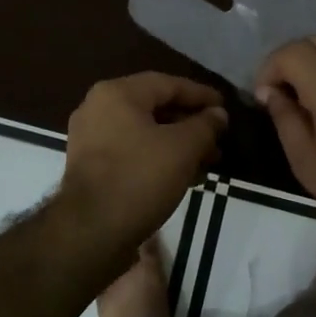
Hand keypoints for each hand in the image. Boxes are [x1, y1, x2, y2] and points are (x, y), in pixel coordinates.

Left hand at [60, 73, 228, 245]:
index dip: (201, 95)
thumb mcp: (183, 148)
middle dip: (190, 124)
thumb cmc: (139, 178)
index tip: (226, 107)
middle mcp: (98, 108)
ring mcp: (90, 138)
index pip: (168, 84)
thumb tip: (218, 114)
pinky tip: (183, 176)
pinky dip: (158, 158)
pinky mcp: (90, 166)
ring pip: (144, 132)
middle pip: (155, 107)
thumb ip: (205, 125)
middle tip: (219, 139)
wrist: (90, 232)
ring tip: (208, 162)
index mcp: (117, 93)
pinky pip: (131, 151)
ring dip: (177, 144)